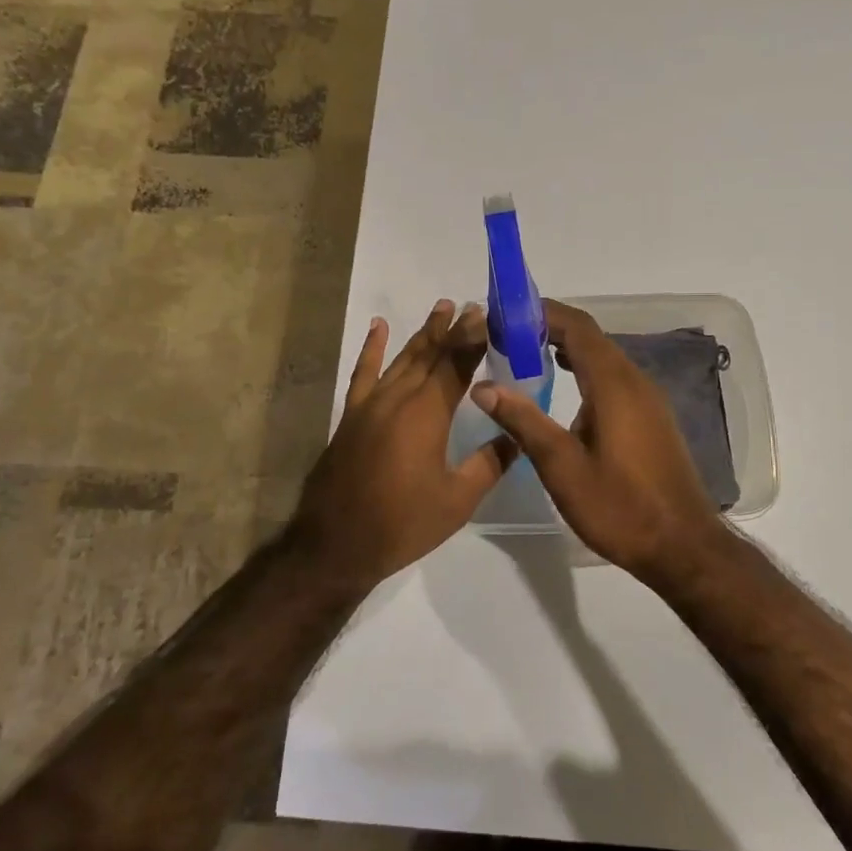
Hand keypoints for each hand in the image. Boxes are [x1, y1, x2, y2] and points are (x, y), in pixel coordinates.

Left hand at [292, 300, 516, 586]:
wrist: (335, 544)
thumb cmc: (402, 524)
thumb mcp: (457, 501)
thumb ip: (489, 464)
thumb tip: (516, 436)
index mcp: (427, 414)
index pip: (456, 365)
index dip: (473, 339)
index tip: (488, 315)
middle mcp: (398, 399)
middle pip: (430, 355)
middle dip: (452, 330)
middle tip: (471, 306)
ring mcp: (370, 404)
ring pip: (401, 358)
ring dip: (422, 333)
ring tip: (441, 309)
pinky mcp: (351, 415)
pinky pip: (363, 373)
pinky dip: (371, 348)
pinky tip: (378, 328)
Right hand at [471, 299, 726, 585]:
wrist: (683, 546)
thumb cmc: (620, 507)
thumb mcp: (562, 467)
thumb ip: (523, 422)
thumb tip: (484, 387)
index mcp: (614, 385)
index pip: (577, 327)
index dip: (541, 312)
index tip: (505, 313)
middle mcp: (635, 381)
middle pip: (591, 337)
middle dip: (549, 327)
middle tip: (506, 334)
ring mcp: (648, 399)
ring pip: (604, 357)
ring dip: (568, 348)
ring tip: (526, 354)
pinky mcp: (652, 417)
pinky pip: (614, 377)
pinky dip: (585, 369)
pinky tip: (565, 387)